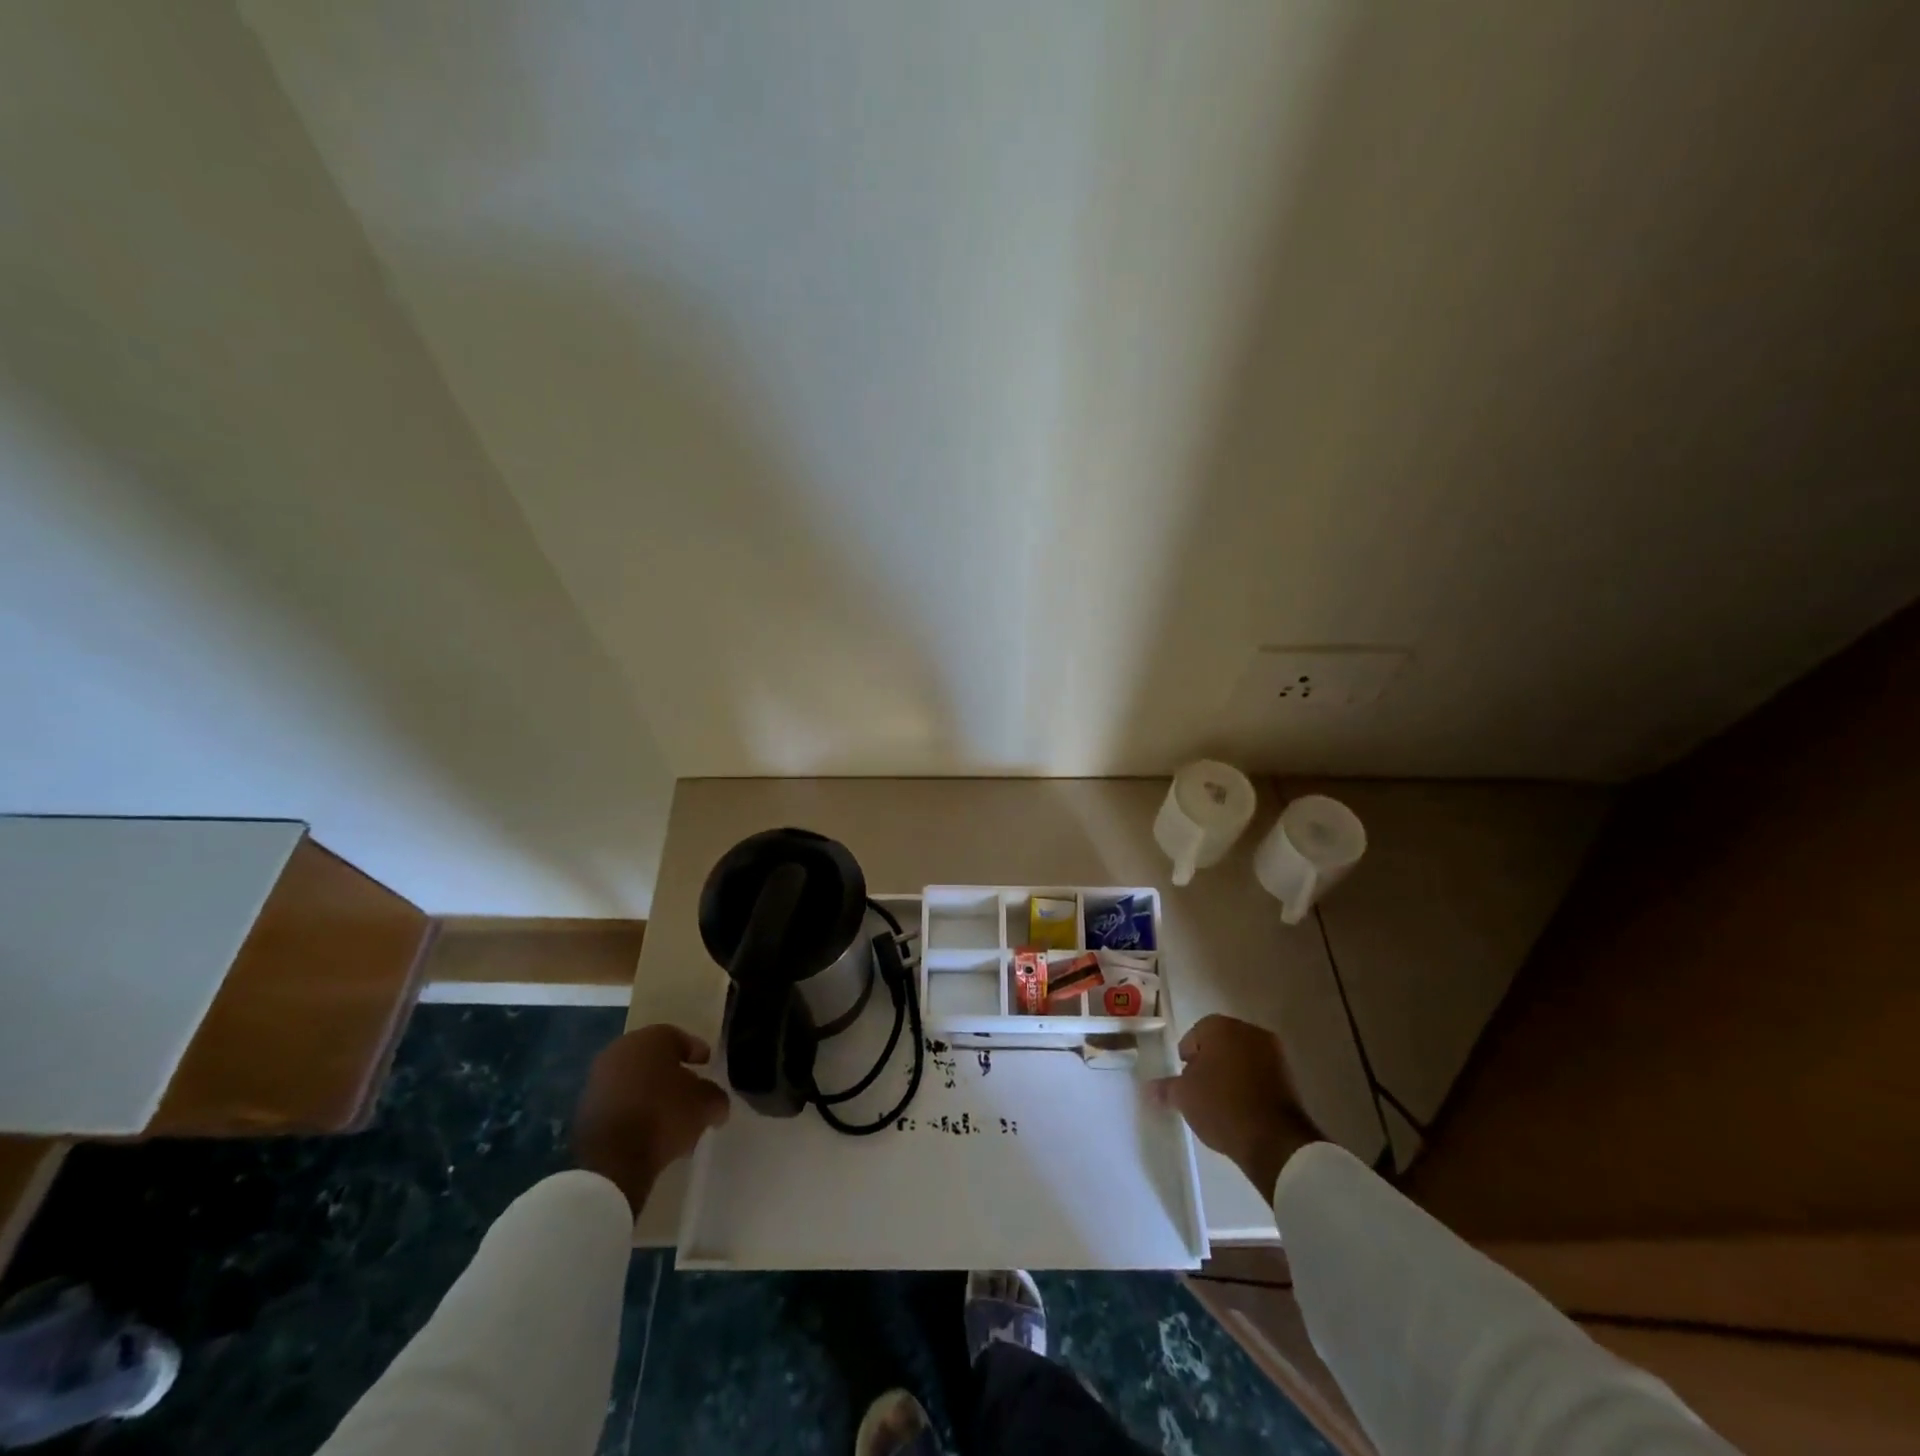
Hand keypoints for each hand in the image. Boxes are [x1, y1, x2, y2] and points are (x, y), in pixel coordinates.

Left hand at [572, 1024, 730, 1213]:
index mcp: (651, 1038)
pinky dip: (634, 1112)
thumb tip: (716, 1103)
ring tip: (671, 1120)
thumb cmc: (664, 1116)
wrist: (612, 1161)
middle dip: (673, 1075)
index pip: (680, 1038)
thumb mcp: (706, 1104)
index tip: (707, 1066)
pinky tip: (648, 1133)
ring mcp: (598, 1080)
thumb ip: (716, 1096)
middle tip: (690, 1093)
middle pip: (655, 1060)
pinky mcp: (585, 1110)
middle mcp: (620, 1050)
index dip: (696, 1052)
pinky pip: (619, 1104)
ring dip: (652, 1096)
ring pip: (635, 1083)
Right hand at [1150, 1014, 1320, 1196]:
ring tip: (1221, 1101)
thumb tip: (1148, 1089)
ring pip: (1243, 1058)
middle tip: (1200, 1089)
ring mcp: (1274, 1053)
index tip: (1185, 1078)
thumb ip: (1165, 1088)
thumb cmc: (1221, 1106)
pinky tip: (1242, 1108)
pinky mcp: (1290, 1077)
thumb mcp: (1184, 1097)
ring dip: (1231, 1073)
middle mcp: (1249, 1031)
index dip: (1187, 1056)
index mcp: (1221, 1027)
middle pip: (1221, 1043)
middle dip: (1210, 1062)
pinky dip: (1250, 1085)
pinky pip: (1261, 1074)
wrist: (1274, 1140)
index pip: (1196, 1033)